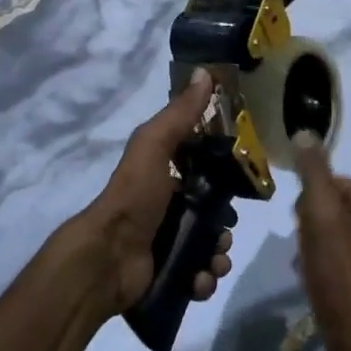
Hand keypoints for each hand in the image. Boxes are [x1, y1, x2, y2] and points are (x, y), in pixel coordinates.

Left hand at [73, 71, 233, 315]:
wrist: (108, 258)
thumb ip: (180, 113)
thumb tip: (205, 71)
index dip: (225, 177)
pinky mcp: (168, 274)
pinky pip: (198, 277)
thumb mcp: (155, 144)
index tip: (242, 183)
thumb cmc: (134, 195)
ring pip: (208, 247)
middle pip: (211, 214)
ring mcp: (166, 243)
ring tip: (215, 260)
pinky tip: (200, 279)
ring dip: (219, 255)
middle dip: (224, 225)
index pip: (204, 172)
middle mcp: (167, 207)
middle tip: (224, 232)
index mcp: (165, 175)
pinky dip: (205, 279)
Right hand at [293, 135, 350, 350]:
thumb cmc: (340, 276)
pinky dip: (333, 268)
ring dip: (322, 246)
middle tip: (300, 245)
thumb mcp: (320, 216)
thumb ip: (314, 173)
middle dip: (315, 222)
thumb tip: (306, 133)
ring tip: (306, 268)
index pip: (338, 182)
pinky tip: (319, 285)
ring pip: (345, 237)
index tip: (296, 220)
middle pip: (341, 209)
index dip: (310, 197)